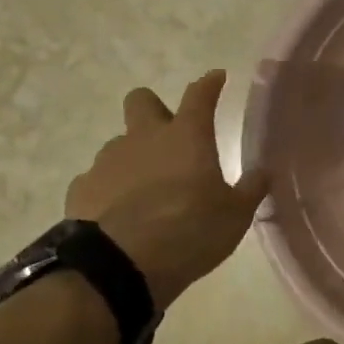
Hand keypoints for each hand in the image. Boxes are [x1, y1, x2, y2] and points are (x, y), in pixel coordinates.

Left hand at [65, 71, 268, 310]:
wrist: (120, 265)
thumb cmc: (190, 231)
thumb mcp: (235, 215)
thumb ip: (250, 190)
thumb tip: (262, 173)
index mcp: (187, 137)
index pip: (200, 96)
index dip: (209, 84)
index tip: (217, 77)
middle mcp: (144, 138)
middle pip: (141, 101)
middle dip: (153, 108)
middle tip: (167, 133)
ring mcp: (107, 161)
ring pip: (119, 143)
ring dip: (133, 156)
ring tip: (145, 188)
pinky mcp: (81, 189)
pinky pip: (96, 179)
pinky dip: (108, 189)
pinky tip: (117, 211)